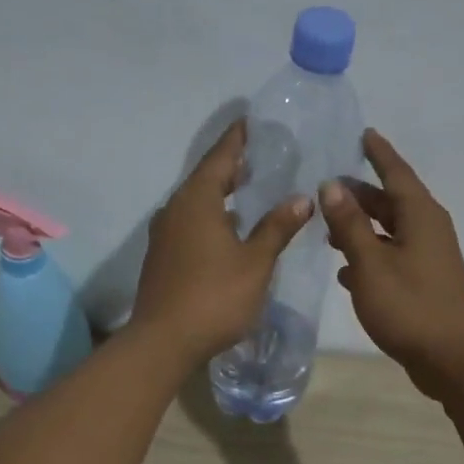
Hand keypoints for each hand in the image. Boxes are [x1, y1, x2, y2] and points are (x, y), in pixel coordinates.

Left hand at [134, 119, 312, 362]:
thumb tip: (301, 197)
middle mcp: (175, 210)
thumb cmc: (214, 297)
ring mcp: (164, 235)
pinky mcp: (162, 258)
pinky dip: (211, 219)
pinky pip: (190, 225)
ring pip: (196, 204)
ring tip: (250, 194)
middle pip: (205, 178)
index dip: (238, 139)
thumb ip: (277, 228)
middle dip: (232, 168)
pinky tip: (229, 232)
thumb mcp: (255, 263)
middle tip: (260, 158)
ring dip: (221, 197)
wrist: (163, 341)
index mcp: (197, 200)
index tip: (252, 122)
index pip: (220, 157)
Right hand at [322, 129, 463, 401]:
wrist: (452, 360)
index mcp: (420, 216)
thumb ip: (350, 225)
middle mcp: (428, 230)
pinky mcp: (424, 284)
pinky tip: (346, 272)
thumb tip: (331, 185)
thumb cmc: (410, 307)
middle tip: (327, 189)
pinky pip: (392, 258)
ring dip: (361, 228)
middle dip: (360, 195)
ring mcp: (428, 259)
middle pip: (391, 202)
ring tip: (328, 230)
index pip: (396, 173)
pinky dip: (370, 258)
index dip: (378, 153)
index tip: (363, 134)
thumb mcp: (371, 264)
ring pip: (389, 232)